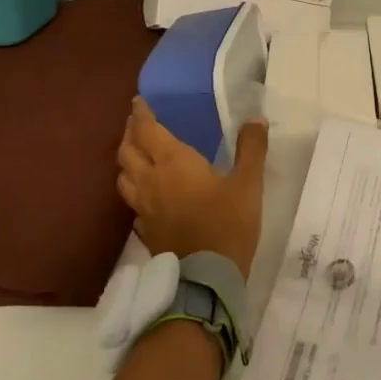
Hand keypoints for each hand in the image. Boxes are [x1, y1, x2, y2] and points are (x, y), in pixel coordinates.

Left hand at [116, 98, 268, 275]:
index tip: (138, 101)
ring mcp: (144, 209)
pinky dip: (135, 192)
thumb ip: (251, 149)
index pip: (148, 131)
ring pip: (123, 178)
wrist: (207, 278)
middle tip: (137, 124)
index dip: (142, 114)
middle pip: (128, 152)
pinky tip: (147, 196)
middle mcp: (151, 181)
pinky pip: (132, 204)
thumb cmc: (228, 224)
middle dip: (130, 134)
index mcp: (174, 163)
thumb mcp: (248, 184)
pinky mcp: (146, 231)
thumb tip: (256, 118)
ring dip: (127, 161)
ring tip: (136, 155)